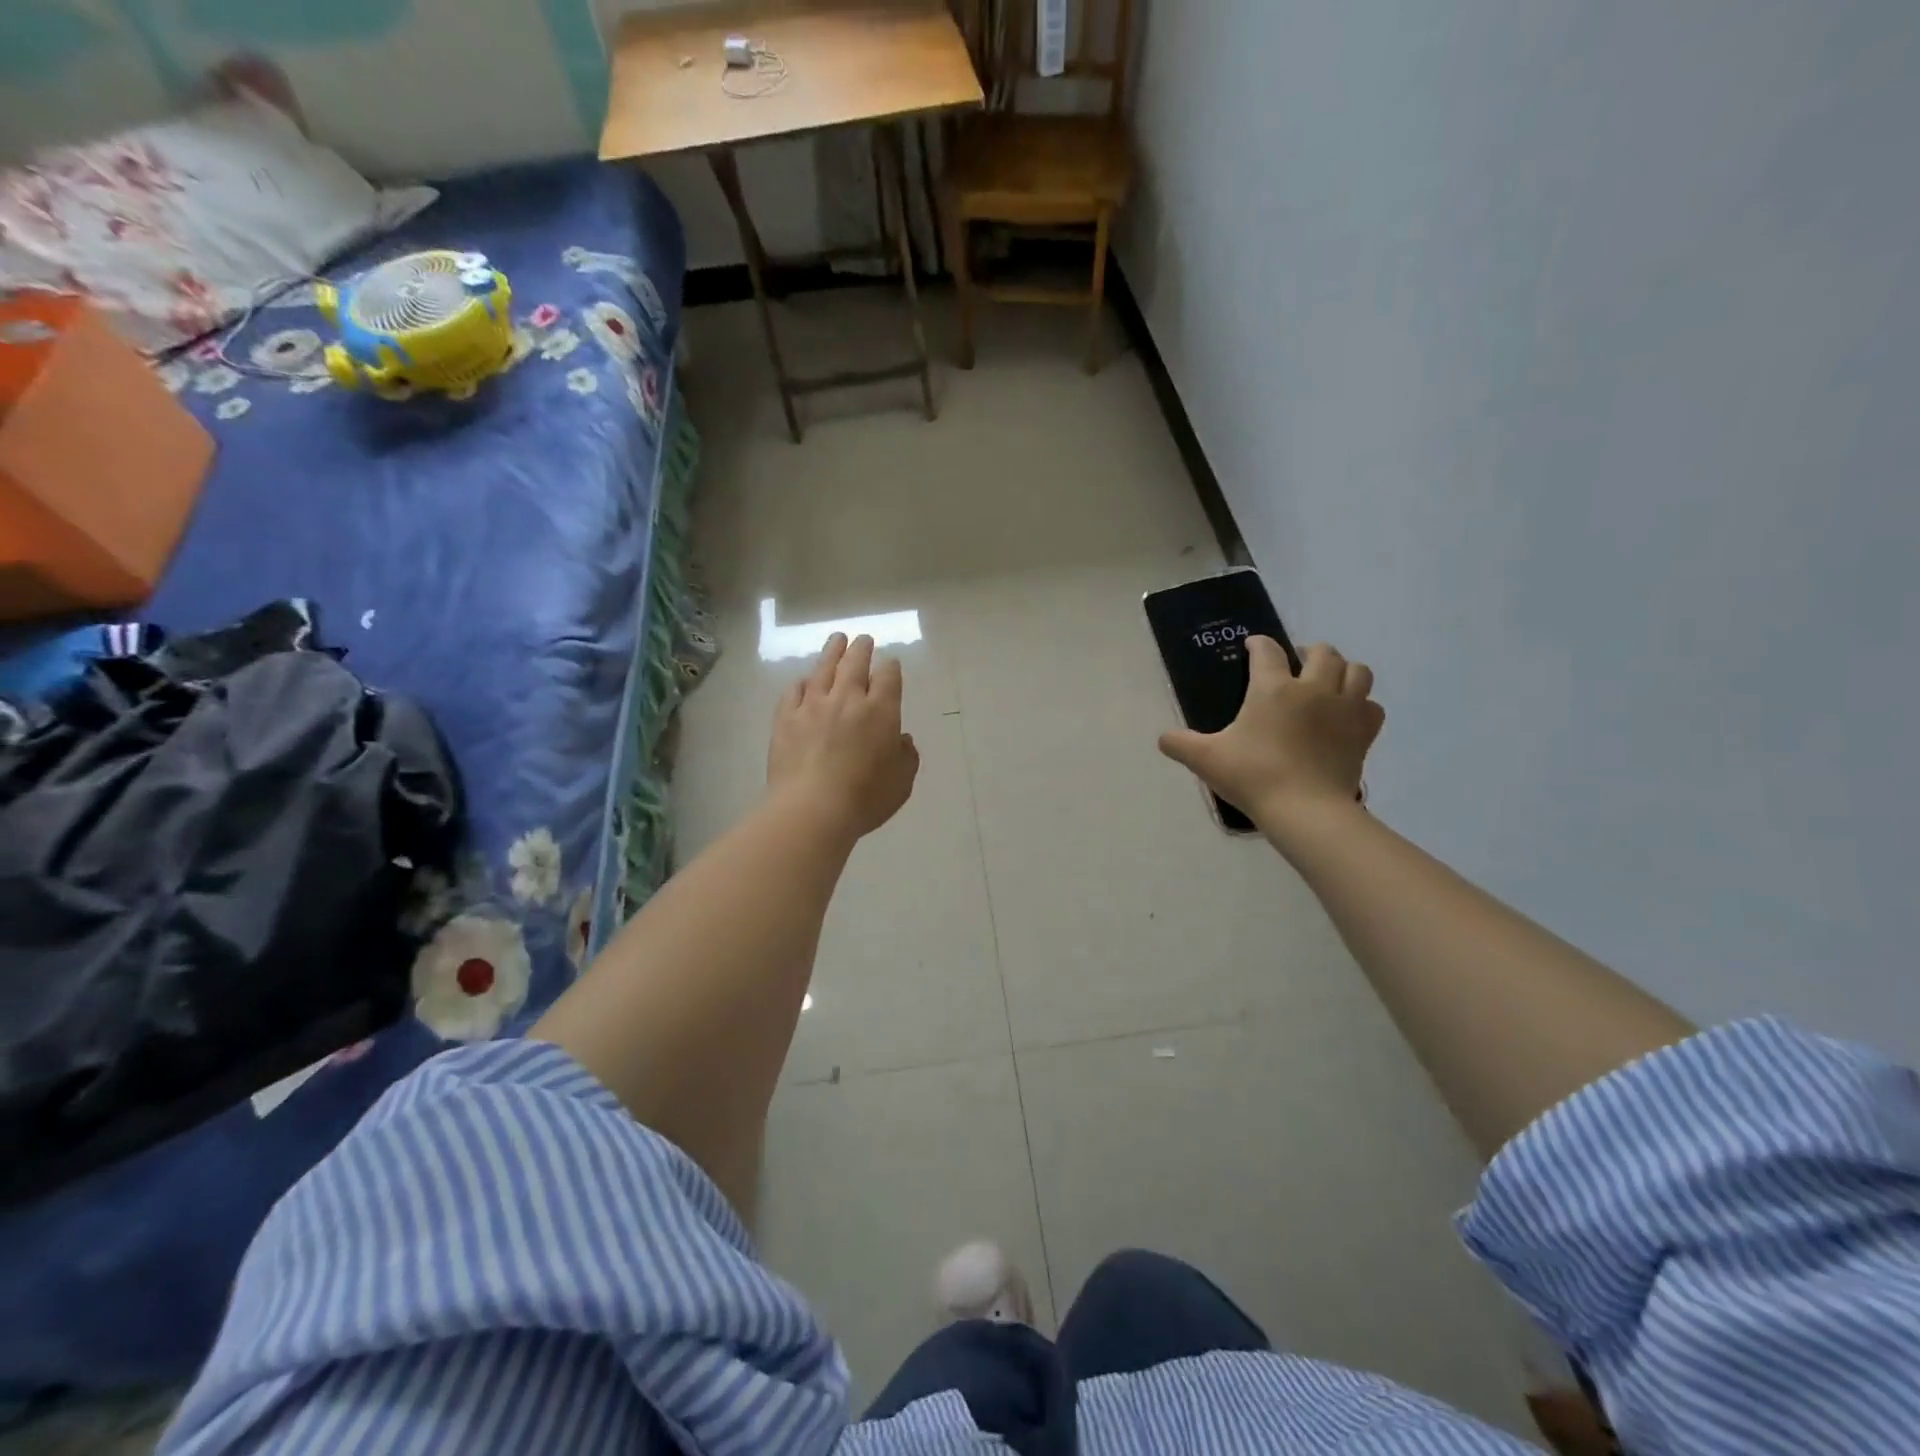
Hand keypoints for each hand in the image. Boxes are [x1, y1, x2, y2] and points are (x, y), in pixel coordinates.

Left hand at [767, 633, 919, 838]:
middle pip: (855, 663)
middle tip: (863, 640)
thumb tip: (900, 739)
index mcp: (881, 711)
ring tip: (837, 640)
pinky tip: (805, 681)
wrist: (812, 809)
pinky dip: (802, 682)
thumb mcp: (902, 782)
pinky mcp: (786, 719)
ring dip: (833, 652)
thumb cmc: (865, 799)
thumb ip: (906, 756)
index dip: (890, 667)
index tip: (890, 664)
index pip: (888, 676)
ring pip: (823, 669)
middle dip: (862, 648)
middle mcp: (847, 699)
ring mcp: (813, 706)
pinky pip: (794, 691)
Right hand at [1158, 639, 1382, 831]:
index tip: (1252, 646)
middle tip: (1295, 665)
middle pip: (1322, 652)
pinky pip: (1371, 706)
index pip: (1267, 651)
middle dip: (1308, 652)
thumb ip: (1180, 744)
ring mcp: (1345, 709)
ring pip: (1357, 670)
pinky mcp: (1364, 732)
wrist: (1305, 810)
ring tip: (1328, 682)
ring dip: (1342, 670)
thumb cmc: (1253, 776)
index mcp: (1273, 688)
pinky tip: (1348, 715)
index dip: (1258, 644)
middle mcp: (1313, 688)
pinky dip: (1361, 704)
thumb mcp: (1206, 759)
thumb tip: (1163, 738)